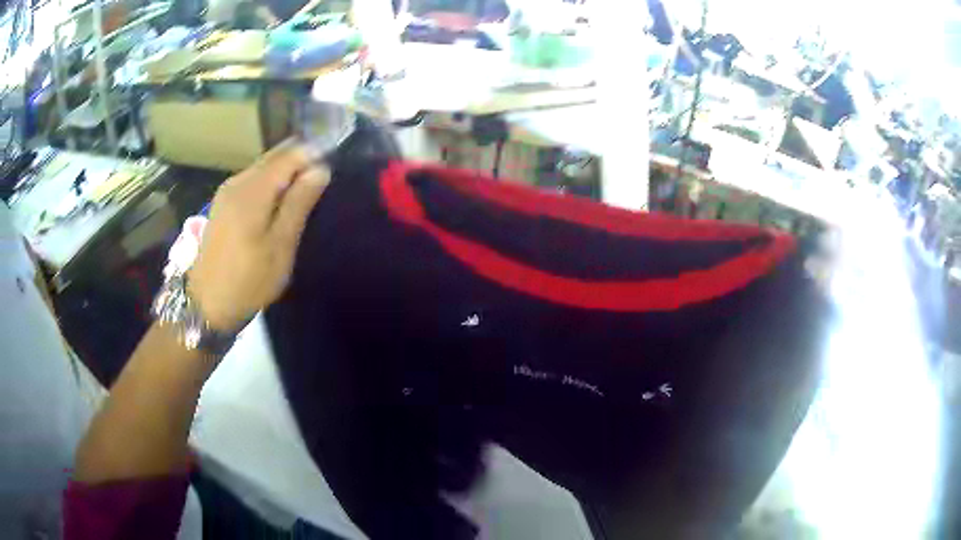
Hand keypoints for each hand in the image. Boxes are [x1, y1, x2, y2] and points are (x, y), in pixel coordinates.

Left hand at [188, 143, 328, 330]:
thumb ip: (299, 203)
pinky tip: (279, 200)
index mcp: (253, 189)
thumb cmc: (248, 280)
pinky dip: (270, 182)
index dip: (314, 154)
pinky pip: (252, 180)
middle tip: (322, 178)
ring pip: (263, 167)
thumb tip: (321, 169)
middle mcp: (238, 181)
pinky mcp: (222, 204)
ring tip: (305, 189)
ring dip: (286, 171)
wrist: (206, 305)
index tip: (334, 165)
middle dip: (300, 160)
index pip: (291, 154)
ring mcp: (226, 192)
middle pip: (275, 156)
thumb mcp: (281, 245)